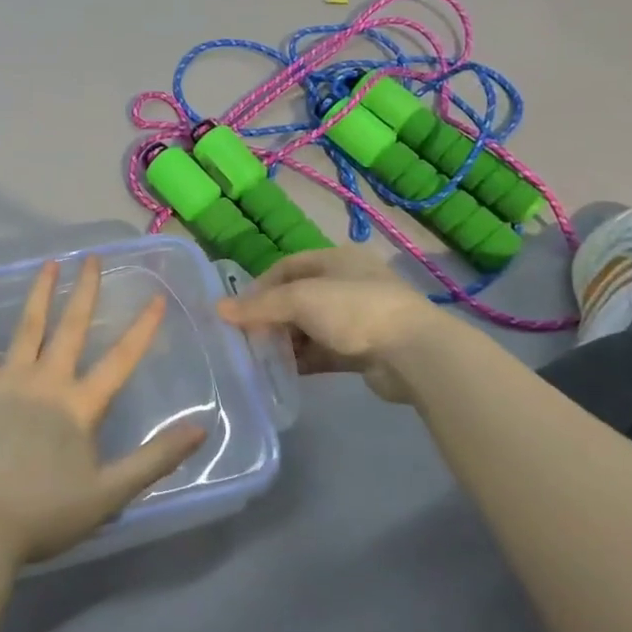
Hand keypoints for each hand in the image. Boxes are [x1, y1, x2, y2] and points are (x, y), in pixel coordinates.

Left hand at [0, 257, 208, 567]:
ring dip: (41, 292)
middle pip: (71, 327)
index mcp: (80, 405)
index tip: (157, 297)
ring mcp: (9, 379)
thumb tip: (200, 429)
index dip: (142, 329)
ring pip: (28, 326)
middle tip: (93, 258)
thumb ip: (156, 459)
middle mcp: (47, 380)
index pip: (120, 360)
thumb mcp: (110, 494)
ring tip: (51, 262)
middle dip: (85, 291)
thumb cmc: (45, 513)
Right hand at [218, 246, 448, 403]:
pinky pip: (324, 351)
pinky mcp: (364, 349)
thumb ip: (259, 306)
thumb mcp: (300, 300)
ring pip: (310, 327)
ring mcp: (358, 317)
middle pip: (297, 298)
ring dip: (286, 341)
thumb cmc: (354, 310)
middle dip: (271, 316)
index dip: (260, 286)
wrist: (413, 353)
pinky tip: (284, 372)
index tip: (239, 311)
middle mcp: (347, 283)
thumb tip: (218, 309)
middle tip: (247, 337)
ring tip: (261, 357)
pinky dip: (304, 359)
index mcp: (336, 259)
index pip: (287, 267)